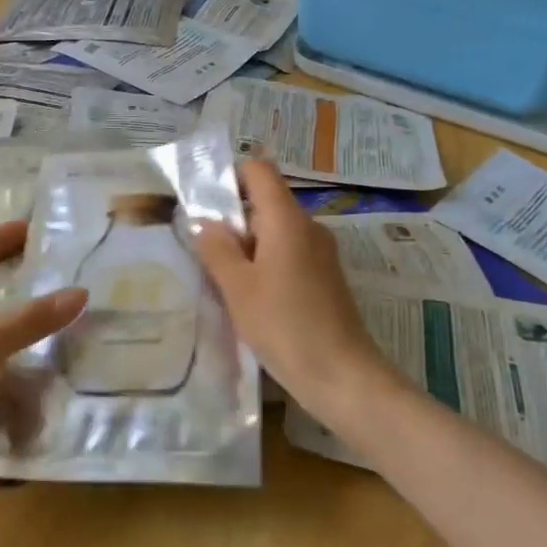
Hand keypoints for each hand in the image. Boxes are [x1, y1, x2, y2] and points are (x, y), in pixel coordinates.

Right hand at [191, 160, 398, 428]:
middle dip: (234, 220)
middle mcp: (308, 226)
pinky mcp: (326, 277)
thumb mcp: (238, 288)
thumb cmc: (284, 326)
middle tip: (206, 252)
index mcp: (287, 219)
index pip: (260, 170)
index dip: (231, 176)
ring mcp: (321, 252)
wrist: (342, 376)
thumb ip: (216, 249)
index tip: (207, 206)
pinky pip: (289, 254)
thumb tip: (204, 221)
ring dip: (248, 247)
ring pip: (276, 231)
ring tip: (224, 280)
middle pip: (266, 201)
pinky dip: (267, 265)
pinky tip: (252, 299)